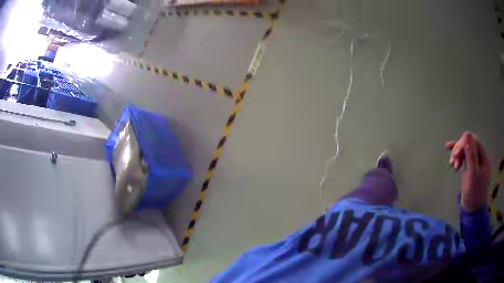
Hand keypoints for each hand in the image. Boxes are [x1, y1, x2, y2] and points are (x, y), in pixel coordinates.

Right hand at [445, 132, 490, 211]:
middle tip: (453, 161)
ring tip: (452, 165)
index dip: (463, 143)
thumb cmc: (473, 193)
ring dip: (457, 155)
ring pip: (465, 150)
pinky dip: (457, 155)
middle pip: (469, 144)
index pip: (473, 140)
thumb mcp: (472, 175)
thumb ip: (471, 155)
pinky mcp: (470, 167)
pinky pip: (464, 157)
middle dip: (459, 150)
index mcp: (483, 156)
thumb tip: (467, 136)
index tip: (455, 154)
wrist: (472, 210)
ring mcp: (475, 162)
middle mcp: (480, 156)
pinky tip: (450, 153)